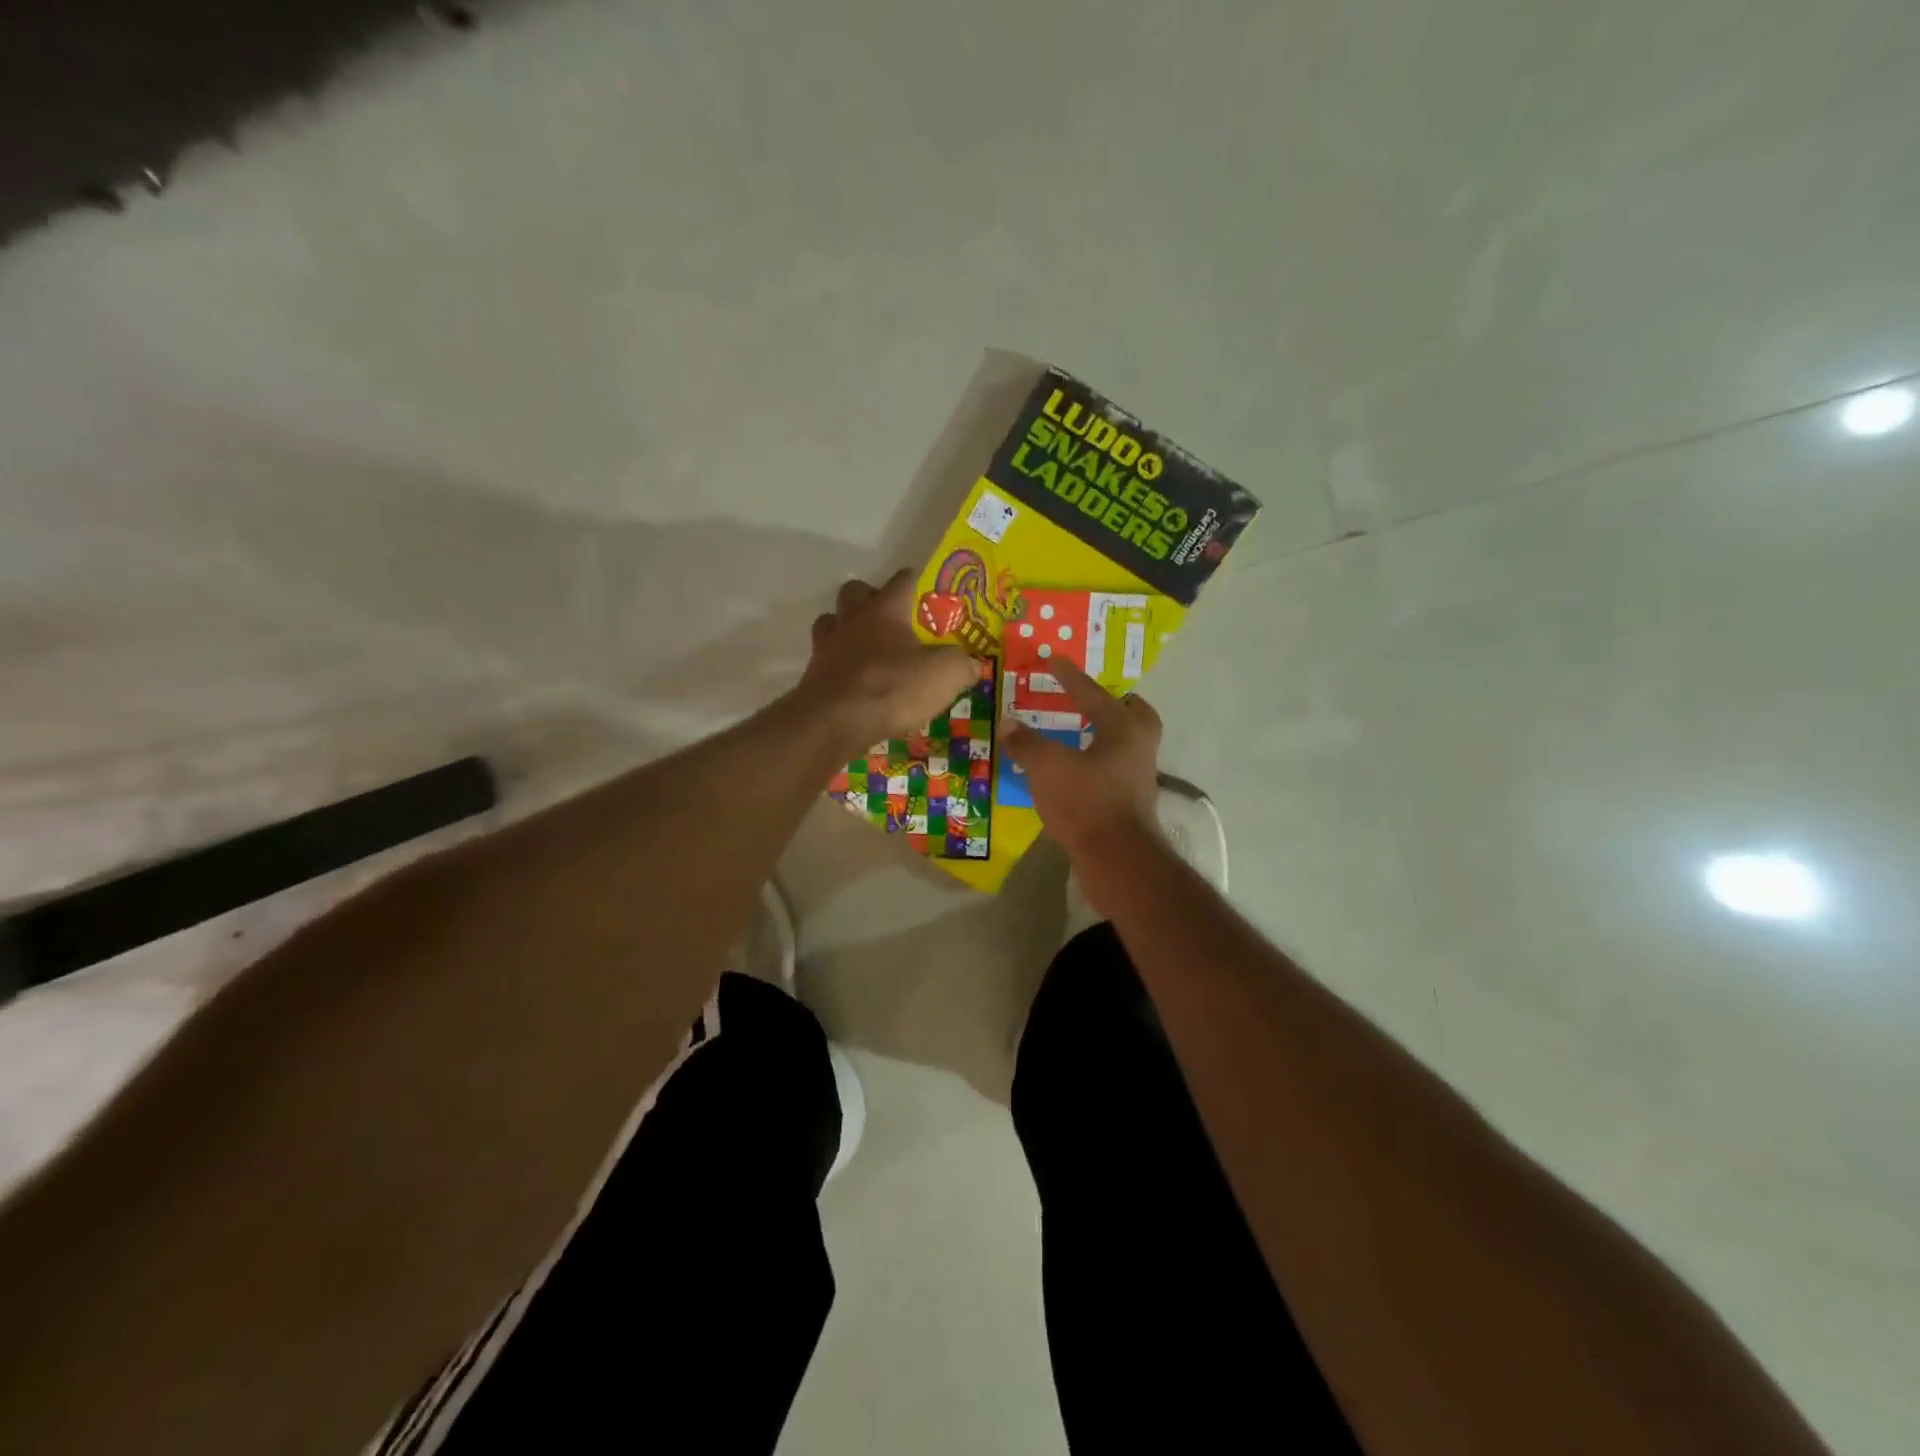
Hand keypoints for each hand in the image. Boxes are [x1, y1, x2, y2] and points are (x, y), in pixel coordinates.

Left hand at [801, 571, 977, 748]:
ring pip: (831, 621)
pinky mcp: (813, 674)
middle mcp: (852, 620)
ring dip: (845, 627)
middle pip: (854, 591)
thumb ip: (961, 665)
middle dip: (869, 597)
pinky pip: (825, 658)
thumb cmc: (893, 688)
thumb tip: (970, 664)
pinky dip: (838, 663)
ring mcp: (827, 646)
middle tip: (888, 618)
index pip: (901, 581)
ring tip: (864, 647)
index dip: (913, 580)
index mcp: (886, 611)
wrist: (836, 722)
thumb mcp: (944, 676)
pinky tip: (852, 679)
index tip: (921, 586)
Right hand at [1002, 659, 1163, 861]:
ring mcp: (1139, 776)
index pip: (1091, 692)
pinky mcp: (1131, 802)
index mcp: (1123, 727)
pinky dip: (1097, 762)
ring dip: (1103, 734)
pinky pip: (1114, 769)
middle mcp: (1139, 746)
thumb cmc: (1086, 802)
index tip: (1053, 659)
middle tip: (1088, 700)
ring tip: (1076, 733)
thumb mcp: (1047, 768)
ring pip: (1125, 743)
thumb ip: (1026, 743)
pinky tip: (1075, 770)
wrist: (1118, 859)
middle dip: (1112, 703)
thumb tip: (1009, 723)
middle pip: (1133, 714)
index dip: (1068, 675)